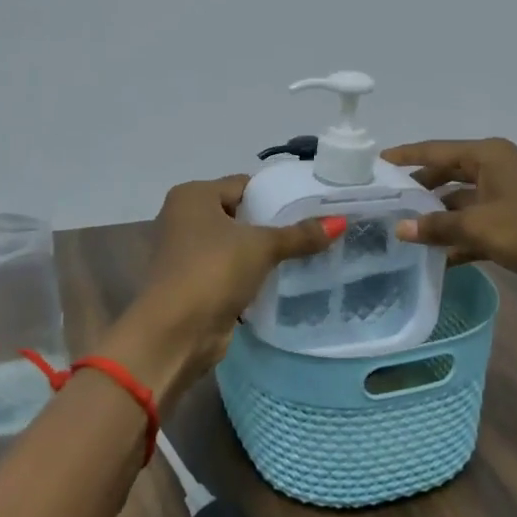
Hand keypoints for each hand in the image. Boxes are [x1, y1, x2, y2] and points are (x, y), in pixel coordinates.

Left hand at [118, 176, 342, 397]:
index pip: (243, 184)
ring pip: (235, 245)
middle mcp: (184, 218)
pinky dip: (250, 275)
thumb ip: (300, 234)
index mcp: (193, 196)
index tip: (310, 204)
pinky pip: (230, 271)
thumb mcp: (261, 247)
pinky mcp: (194, 284)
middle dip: (271, 224)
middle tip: (313, 229)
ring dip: (261, 252)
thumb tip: (341, 221)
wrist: (175, 332)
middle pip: (239, 214)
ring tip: (305, 253)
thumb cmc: (213, 271)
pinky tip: (281, 280)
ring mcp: (186, 253)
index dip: (276, 193)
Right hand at [382, 138, 516, 302]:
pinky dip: (458, 240)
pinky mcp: (514, 226)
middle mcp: (495, 170)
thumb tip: (400, 229)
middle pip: (446, 176)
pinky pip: (475, 228)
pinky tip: (434, 259)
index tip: (375, 163)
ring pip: (460, 204)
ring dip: (437, 219)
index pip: (436, 150)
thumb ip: (438, 226)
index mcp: (488, 156)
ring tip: (400, 233)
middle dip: (418, 190)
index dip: (405, 156)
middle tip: (384, 203)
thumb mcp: (480, 226)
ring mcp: (506, 198)